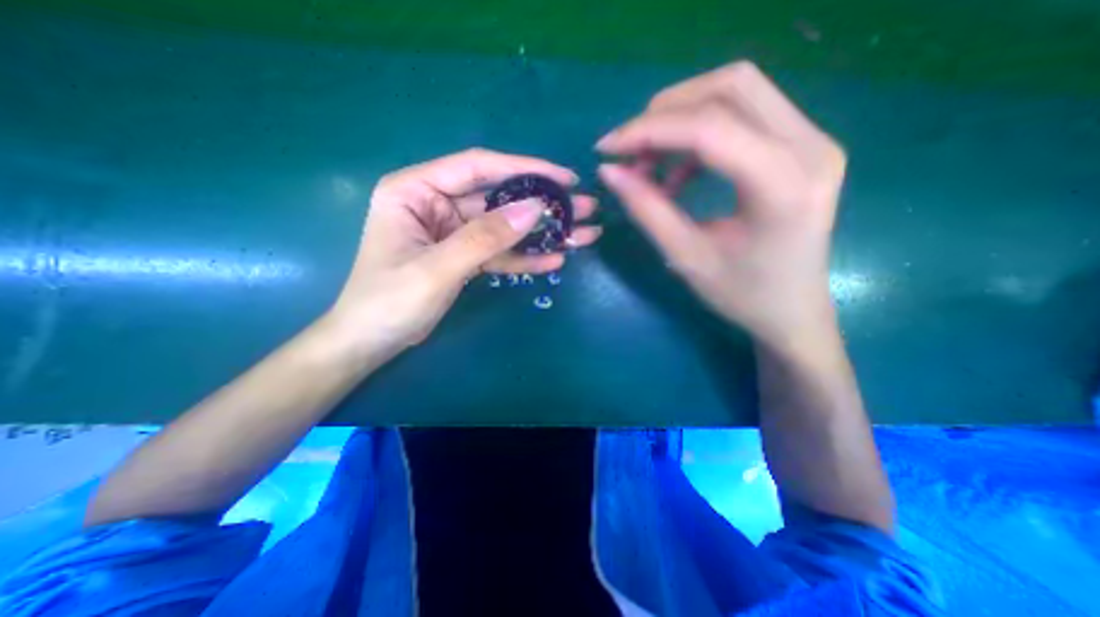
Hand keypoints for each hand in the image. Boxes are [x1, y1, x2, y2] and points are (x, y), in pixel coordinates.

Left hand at [331, 146, 599, 356]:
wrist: (371, 342)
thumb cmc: (389, 301)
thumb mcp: (438, 268)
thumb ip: (485, 237)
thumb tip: (536, 209)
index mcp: (416, 190)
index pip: (479, 168)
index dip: (525, 169)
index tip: (564, 178)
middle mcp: (437, 203)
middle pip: (499, 199)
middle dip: (543, 206)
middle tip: (585, 209)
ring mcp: (453, 231)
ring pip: (505, 227)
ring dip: (541, 233)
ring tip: (581, 236)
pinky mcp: (464, 255)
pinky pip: (499, 252)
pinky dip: (525, 257)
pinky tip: (554, 259)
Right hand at [598, 64, 844, 352]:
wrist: (792, 310)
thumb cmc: (741, 295)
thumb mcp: (686, 257)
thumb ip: (647, 209)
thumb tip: (609, 172)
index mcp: (783, 186)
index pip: (709, 128)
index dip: (649, 131)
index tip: (607, 148)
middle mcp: (810, 147)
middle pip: (731, 87)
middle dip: (666, 112)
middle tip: (630, 151)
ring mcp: (813, 140)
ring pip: (738, 92)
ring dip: (682, 118)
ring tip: (651, 163)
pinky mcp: (803, 146)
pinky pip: (745, 114)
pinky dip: (700, 134)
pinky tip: (680, 172)